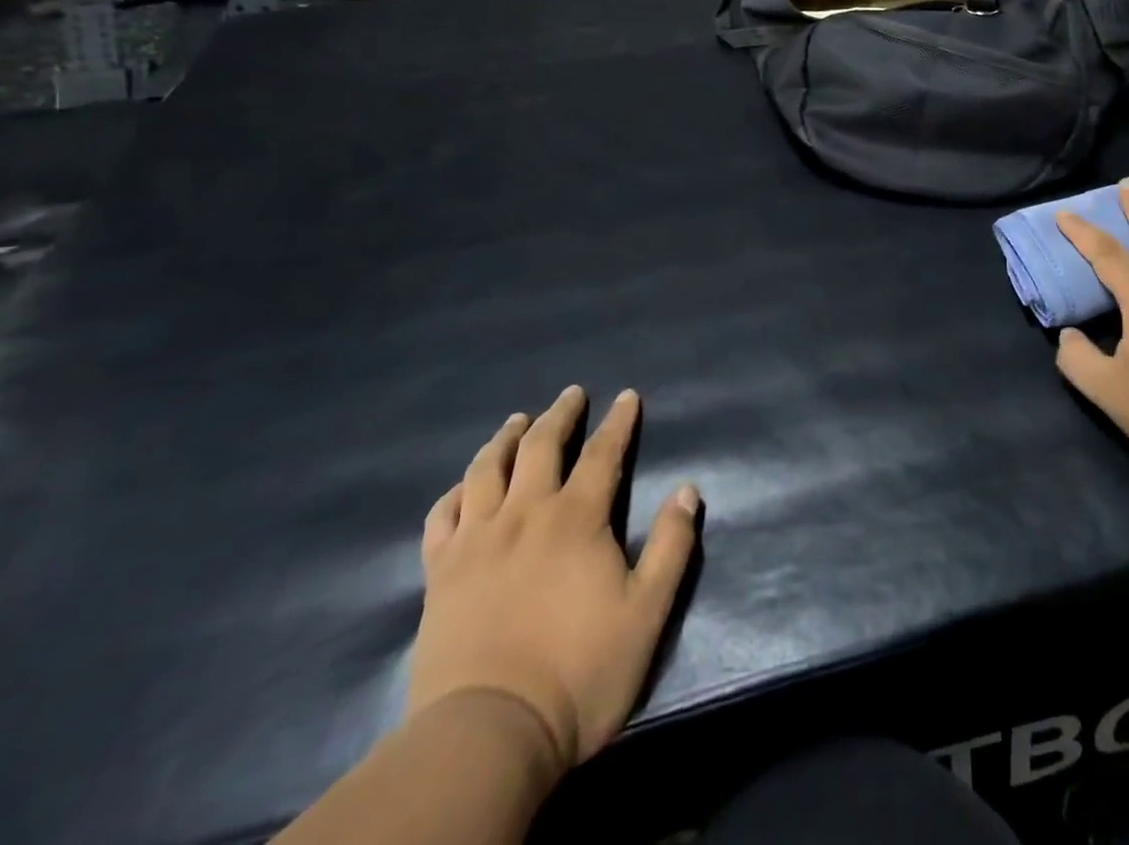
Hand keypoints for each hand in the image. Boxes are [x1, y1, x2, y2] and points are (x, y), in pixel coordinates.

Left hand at [407, 387, 699, 775]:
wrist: (487, 734)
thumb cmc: (579, 671)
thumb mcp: (648, 611)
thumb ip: (672, 545)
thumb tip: (688, 489)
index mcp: (576, 518)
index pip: (603, 453)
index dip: (618, 421)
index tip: (627, 396)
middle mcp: (524, 514)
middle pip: (540, 446)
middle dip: (560, 414)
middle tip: (571, 394)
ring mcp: (476, 541)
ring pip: (485, 470)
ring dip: (504, 438)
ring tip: (516, 421)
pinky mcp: (440, 574)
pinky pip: (441, 517)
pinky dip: (454, 492)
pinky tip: (462, 487)